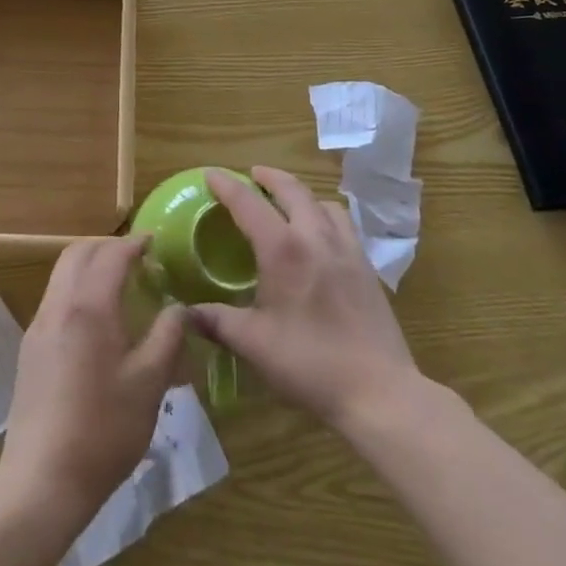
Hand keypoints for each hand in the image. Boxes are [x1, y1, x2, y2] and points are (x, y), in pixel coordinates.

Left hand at [0, 236, 186, 521]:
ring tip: (119, 284)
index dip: (134, 244)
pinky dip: (77, 288)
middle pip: (78, 252)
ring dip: (89, 265)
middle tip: (136, 258)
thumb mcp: (150, 384)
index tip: (155, 243)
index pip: (111, 254)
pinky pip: (55, 298)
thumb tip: (180, 308)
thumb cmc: (103, 430)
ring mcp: (38, 325)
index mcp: (89, 306)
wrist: (42, 481)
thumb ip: (168, 337)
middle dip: (107, 246)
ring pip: (62, 273)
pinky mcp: (30, 348)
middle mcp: (59, 304)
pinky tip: (97, 319)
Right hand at [194, 167, 420, 431]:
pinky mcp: (366, 266)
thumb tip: (185, 312)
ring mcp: (346, 248)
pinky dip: (325, 214)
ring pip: (322, 202)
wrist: (379, 391)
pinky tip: (320, 236)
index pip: (248, 203)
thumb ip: (217, 322)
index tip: (211, 174)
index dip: (226, 185)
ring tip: (288, 202)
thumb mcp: (254, 344)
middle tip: (252, 175)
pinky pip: (342, 223)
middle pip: (291, 189)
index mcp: (282, 249)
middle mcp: (315, 236)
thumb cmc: (310, 364)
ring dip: (301, 193)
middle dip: (269, 176)